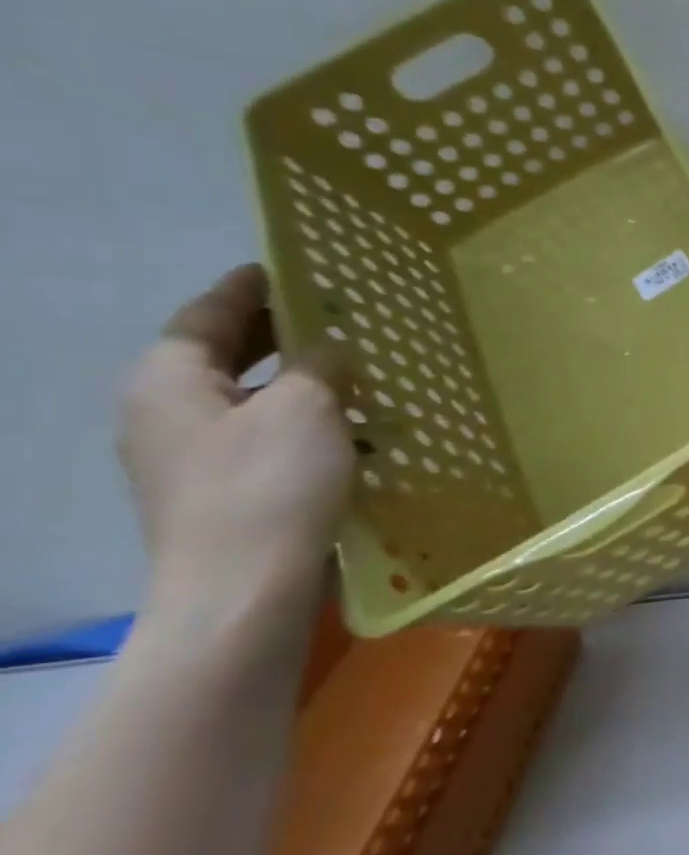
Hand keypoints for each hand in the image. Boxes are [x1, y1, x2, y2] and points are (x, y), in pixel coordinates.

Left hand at [119, 266, 352, 609]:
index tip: (282, 268)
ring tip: (356, 375)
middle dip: (275, 336)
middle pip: (221, 357)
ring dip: (297, 384)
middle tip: (331, 318)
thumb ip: (318, 365)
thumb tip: (329, 348)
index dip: (247, 289)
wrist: (246, 587)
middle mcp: (167, 414)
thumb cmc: (268, 484)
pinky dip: (304, 425)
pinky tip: (352, 432)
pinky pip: (265, 438)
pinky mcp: (224, 493)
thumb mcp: (305, 408)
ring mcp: (192, 459)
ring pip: (249, 401)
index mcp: (169, 381)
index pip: (205, 315)